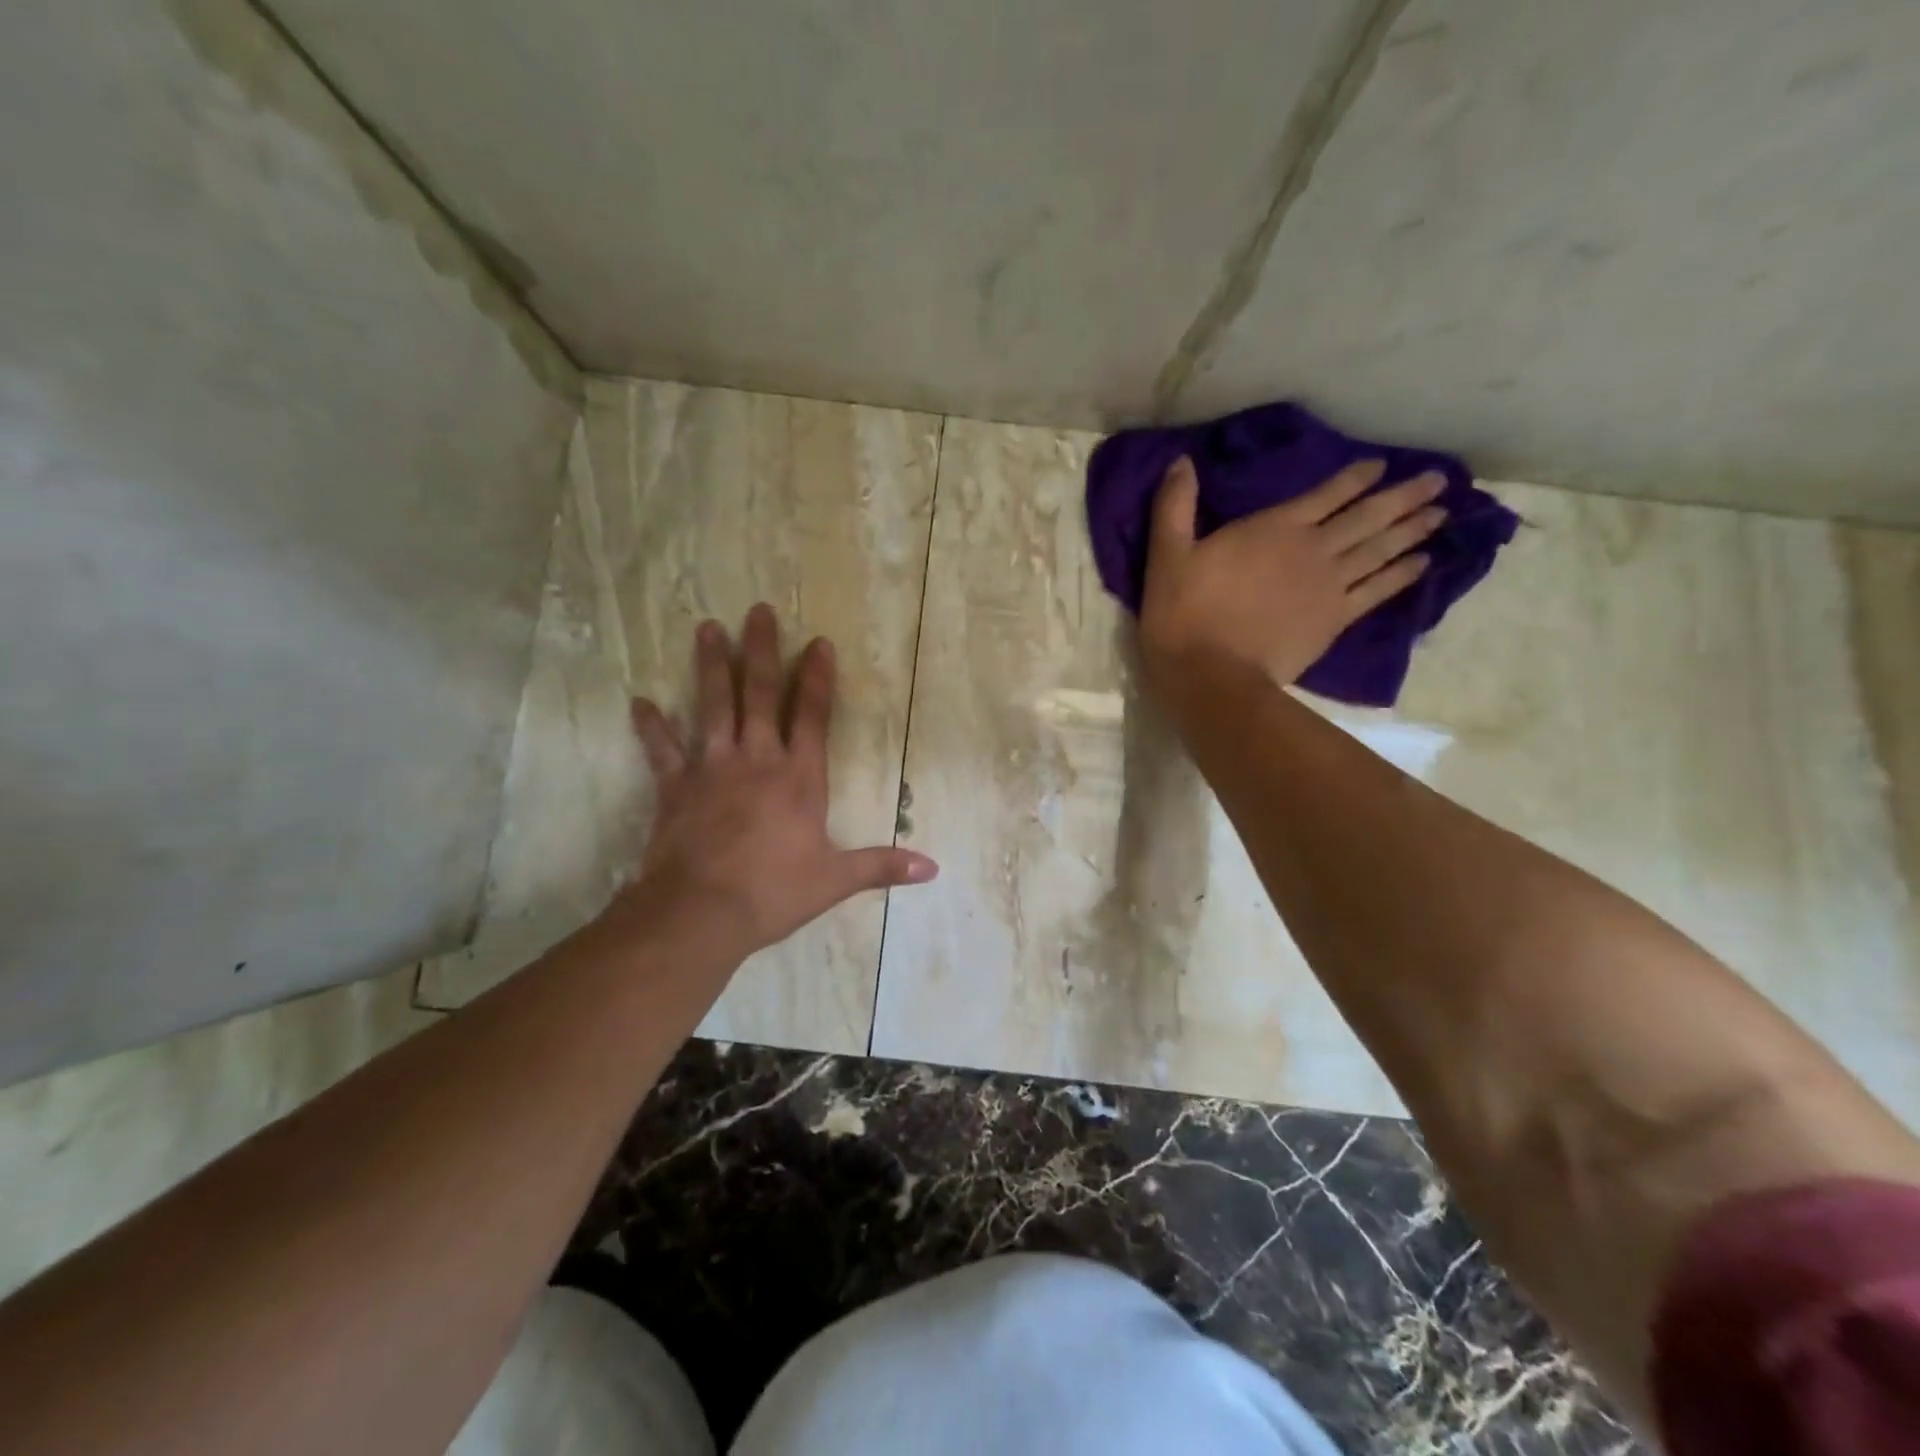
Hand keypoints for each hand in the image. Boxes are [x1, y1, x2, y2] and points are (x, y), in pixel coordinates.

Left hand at [615, 604, 936, 963]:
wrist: (701, 913)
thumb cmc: (773, 892)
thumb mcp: (835, 881)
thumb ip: (881, 866)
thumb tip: (931, 869)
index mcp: (799, 778)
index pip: (813, 716)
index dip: (819, 677)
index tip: (819, 641)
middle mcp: (757, 760)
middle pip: (761, 695)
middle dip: (762, 650)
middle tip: (758, 610)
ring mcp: (712, 768)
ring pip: (713, 706)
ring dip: (712, 666)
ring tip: (707, 628)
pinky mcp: (675, 787)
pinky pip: (662, 749)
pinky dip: (650, 726)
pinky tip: (638, 701)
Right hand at [1138, 456, 1445, 698]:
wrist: (1211, 675)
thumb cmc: (1184, 614)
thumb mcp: (1167, 556)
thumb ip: (1174, 507)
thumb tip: (1180, 462)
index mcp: (1274, 529)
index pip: (1326, 494)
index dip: (1355, 478)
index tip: (1380, 465)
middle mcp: (1312, 549)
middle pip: (1367, 517)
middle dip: (1403, 497)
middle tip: (1438, 481)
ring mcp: (1330, 586)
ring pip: (1380, 550)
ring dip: (1412, 530)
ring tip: (1441, 514)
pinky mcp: (1335, 620)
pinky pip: (1378, 591)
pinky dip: (1402, 575)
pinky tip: (1424, 564)